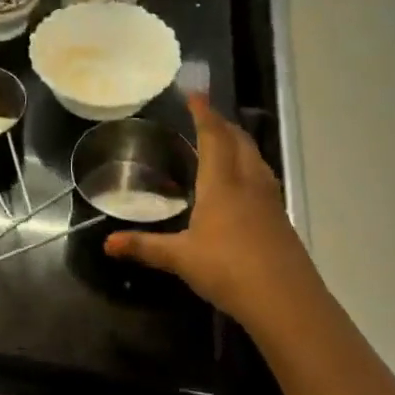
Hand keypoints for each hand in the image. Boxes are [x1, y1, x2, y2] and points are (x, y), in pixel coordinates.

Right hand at [104, 93, 316, 320]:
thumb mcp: (180, 258)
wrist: (286, 301)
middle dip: (223, 124)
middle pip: (239, 141)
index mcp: (222, 183)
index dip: (204, 113)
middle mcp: (248, 183)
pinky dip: (250, 168)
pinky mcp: (281, 219)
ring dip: (240, 144)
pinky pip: (264, 179)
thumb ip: (144, 247)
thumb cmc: (228, 270)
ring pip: (255, 159)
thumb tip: (107, 243)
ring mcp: (269, 201)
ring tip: (226, 142)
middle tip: (207, 116)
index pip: (213, 137)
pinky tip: (244, 185)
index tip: (195, 94)